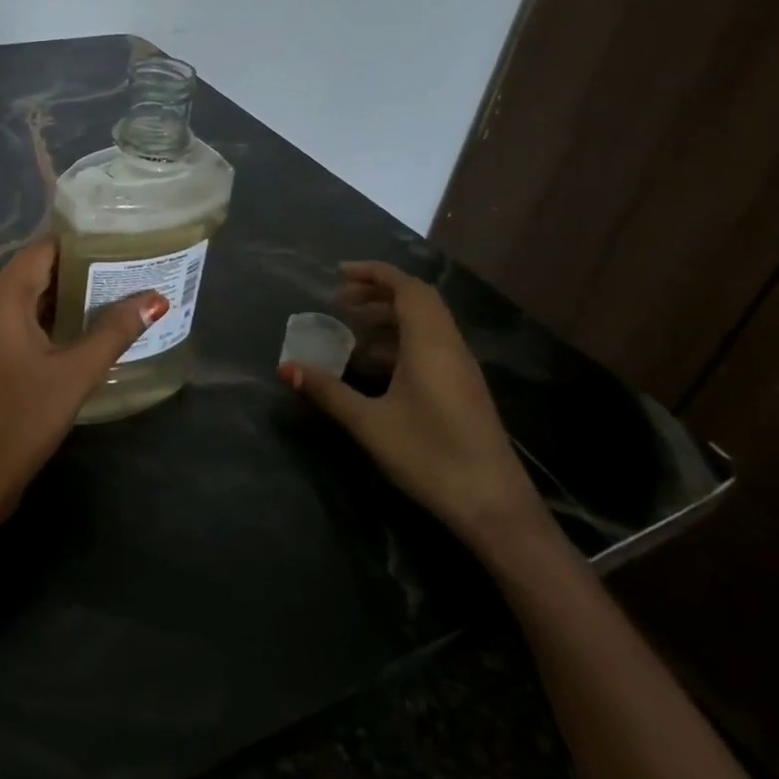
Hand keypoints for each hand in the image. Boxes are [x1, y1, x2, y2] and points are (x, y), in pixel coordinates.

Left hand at [0, 237, 166, 534]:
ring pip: (23, 300)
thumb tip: (154, 298)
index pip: (41, 250)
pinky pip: (13, 324)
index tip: (120, 244)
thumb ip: (113, 332)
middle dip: (77, 273)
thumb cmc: (19, 424)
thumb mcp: (73, 376)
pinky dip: (44, 322)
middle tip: (126, 274)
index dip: (80, 244)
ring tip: (112, 300)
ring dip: (62, 300)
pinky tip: (79, 334)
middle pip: (32, 272)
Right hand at [280, 261, 550, 557]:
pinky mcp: (463, 389)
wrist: (494, 506)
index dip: (374, 273)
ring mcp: (460, 369)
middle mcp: (450, 347)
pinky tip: (375, 366)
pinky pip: (430, 346)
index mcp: (430, 344)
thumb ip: (327, 391)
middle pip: (418, 301)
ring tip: (351, 329)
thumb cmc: (430, 456)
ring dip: (389, 318)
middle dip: (377, 293)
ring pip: (425, 325)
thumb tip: (285, 367)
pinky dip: (400, 341)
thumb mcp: (369, 423)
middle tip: (339, 302)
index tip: (339, 273)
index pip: (407, 288)